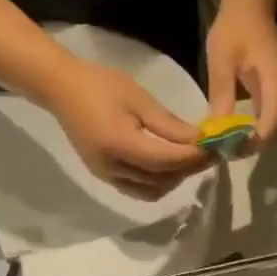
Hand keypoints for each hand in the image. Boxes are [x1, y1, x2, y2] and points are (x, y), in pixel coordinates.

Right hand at [44, 56, 206, 199]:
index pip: (166, 161)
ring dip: (174, 179)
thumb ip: (170, 125)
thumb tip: (199, 140)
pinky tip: (169, 165)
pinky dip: (158, 182)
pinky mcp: (103, 175)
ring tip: (191, 159)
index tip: (215, 147)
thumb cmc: (101, 84)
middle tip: (210, 153)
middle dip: (188, 169)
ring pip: (151, 190)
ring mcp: (105, 175)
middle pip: (161, 179)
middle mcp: (112, 168)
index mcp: (120, 145)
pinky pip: (137, 189)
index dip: (193, 157)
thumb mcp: (140, 99)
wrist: (61, 88)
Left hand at [205, 1, 276, 147]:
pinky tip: (237, 130)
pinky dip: (257, 125)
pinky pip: (272, 113)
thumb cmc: (234, 29)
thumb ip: (222, 96)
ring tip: (231, 145)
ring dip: (256, 136)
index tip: (232, 150)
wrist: (249, 5)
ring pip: (276, 122)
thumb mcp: (221, 62)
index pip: (272, 120)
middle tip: (228, 152)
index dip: (255, 140)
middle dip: (255, 143)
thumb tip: (217, 130)